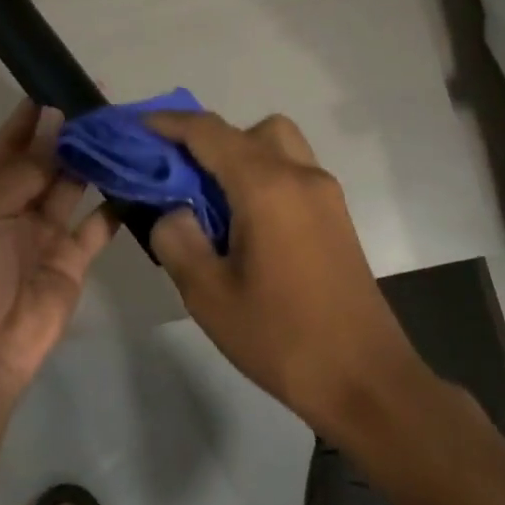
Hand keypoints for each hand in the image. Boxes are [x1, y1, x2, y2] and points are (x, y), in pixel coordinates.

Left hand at [0, 100, 121, 399]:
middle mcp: (17, 206)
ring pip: (75, 186)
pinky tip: (136, 178)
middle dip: (71, 133)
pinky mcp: (74, 258)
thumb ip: (23, 169)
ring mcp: (47, 232)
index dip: (31, 114)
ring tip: (124, 131)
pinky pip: (99, 224)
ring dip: (95, 161)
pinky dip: (117, 204)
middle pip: (47, 160)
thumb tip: (53, 119)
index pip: (10, 142)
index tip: (58, 83)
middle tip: (104, 103)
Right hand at [147, 111, 429, 439]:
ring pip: (276, 144)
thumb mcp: (208, 295)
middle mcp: (300, 175)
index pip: (209, 132)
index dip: (169, 124)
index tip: (137, 128)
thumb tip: (172, 211)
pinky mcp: (336, 215)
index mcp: (266, 186)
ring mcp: (325, 193)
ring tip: (213, 199)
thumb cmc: (282, 338)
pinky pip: (292, 170)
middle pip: (247, 129)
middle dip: (207, 139)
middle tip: (179, 175)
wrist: (366, 381)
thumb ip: (176, 239)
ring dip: (240, 153)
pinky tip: (245, 222)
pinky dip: (262, 173)